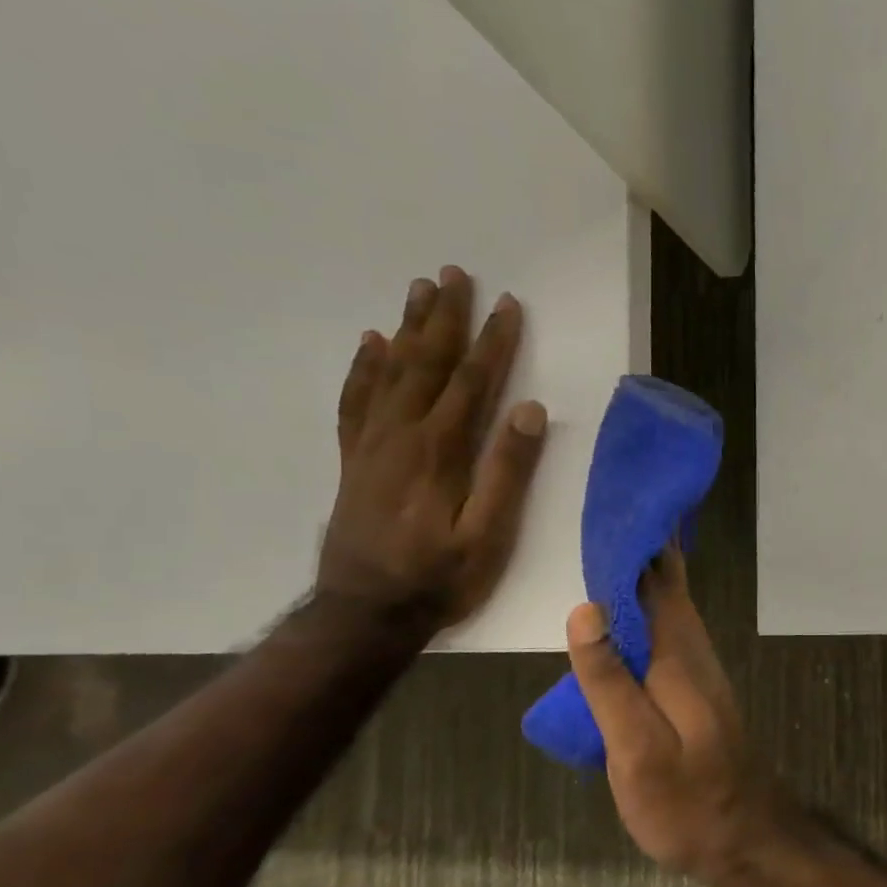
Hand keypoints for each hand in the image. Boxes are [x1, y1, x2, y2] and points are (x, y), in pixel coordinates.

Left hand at [316, 265, 546, 636]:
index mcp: (439, 451)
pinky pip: (357, 400)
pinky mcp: (356, 459)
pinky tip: (370, 344)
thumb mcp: (488, 535)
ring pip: (390, 371)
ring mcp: (373, 444)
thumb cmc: (439, 577)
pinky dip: (364, 367)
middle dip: (445, 317)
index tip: (508, 305)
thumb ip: (507, 472)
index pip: (472, 382)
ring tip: (419, 289)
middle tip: (454, 273)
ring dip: (407, 328)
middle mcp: (401, 435)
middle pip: (426, 363)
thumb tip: (530, 412)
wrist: (364, 613)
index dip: (493, 343)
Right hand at [564, 551, 769, 878]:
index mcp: (679, 658)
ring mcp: (699, 676)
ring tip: (610, 560)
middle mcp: (695, 656)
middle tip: (606, 526)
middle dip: (642, 556)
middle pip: (669, 592)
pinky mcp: (695, 696)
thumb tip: (587, 608)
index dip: (637, 549)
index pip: (658, 585)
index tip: (612, 514)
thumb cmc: (686, 801)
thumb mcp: (637, 748)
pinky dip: (649, 617)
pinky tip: (630, 623)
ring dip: (647, 583)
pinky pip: (670, 638)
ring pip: (672, 613)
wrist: (743, 839)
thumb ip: (611, 680)